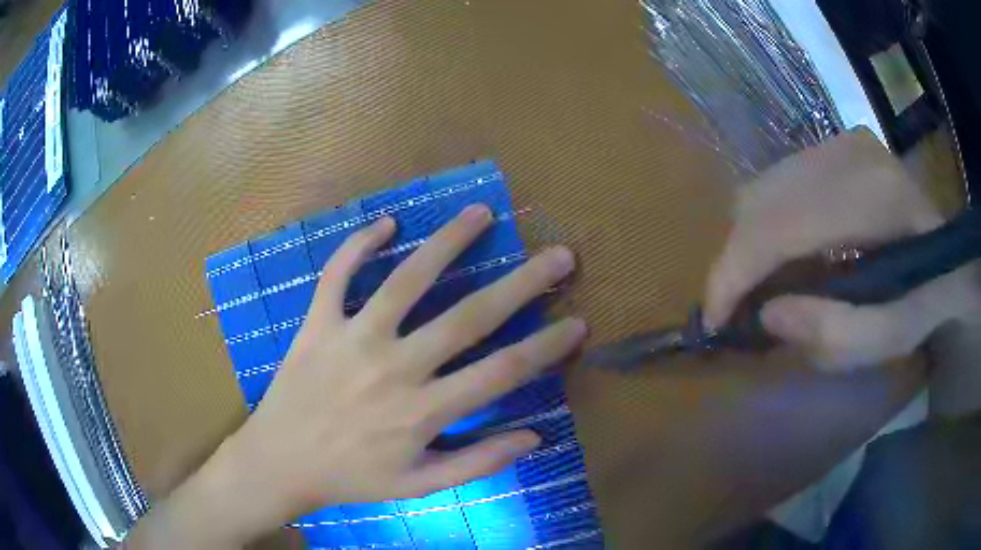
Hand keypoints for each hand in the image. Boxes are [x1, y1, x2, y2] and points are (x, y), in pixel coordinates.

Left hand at [127, 205, 585, 548]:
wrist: (280, 462)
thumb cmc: (351, 478)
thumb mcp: (419, 485)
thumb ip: (478, 462)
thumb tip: (534, 437)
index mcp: (423, 411)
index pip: (501, 372)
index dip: (546, 348)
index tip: (578, 323)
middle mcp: (394, 368)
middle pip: (468, 317)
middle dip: (521, 284)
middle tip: (558, 255)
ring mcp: (352, 338)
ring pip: (406, 279)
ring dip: (447, 243)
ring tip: (480, 213)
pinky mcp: (317, 324)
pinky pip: (337, 274)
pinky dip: (357, 244)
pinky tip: (385, 222)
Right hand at [705, 129, 980, 371]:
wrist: (951, 250)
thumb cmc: (929, 299)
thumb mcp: (891, 339)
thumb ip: (832, 336)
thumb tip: (766, 316)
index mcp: (869, 197)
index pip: (777, 225)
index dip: (734, 274)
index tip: (713, 321)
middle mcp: (844, 152)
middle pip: (759, 201)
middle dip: (735, 262)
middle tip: (736, 309)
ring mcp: (838, 142)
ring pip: (762, 187)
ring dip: (749, 243)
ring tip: (757, 286)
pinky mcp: (833, 145)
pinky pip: (779, 183)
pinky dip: (766, 223)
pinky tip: (781, 255)